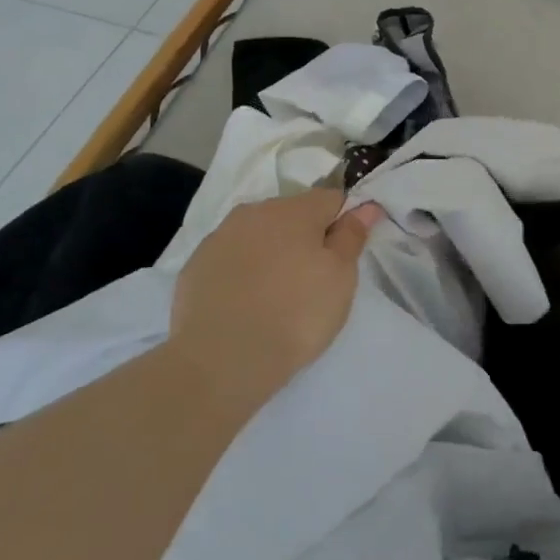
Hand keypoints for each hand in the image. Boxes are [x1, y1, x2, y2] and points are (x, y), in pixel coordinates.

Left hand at [170, 190, 383, 401]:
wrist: (221, 360)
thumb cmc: (295, 314)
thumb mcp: (340, 278)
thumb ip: (352, 236)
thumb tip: (365, 206)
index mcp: (294, 209)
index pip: (331, 198)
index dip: (343, 221)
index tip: (344, 255)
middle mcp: (254, 212)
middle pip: (292, 213)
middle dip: (305, 236)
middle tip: (313, 279)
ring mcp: (220, 237)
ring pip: (258, 234)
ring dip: (271, 251)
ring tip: (276, 293)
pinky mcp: (195, 266)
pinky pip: (230, 258)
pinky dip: (242, 271)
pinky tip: (245, 303)